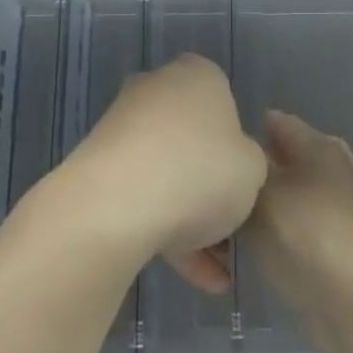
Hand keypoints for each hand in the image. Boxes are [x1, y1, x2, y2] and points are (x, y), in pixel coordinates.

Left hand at [54, 54, 266, 292]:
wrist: (117, 205)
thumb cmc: (201, 171)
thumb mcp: (254, 170)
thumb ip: (250, 163)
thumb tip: (231, 165)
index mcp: (197, 75)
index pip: (224, 97)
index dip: (238, 141)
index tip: (245, 177)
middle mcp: (156, 90)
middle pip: (192, 137)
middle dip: (210, 183)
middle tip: (231, 227)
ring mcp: (122, 127)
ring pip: (167, 172)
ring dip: (191, 218)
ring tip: (216, 272)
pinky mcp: (98, 166)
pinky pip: (142, 195)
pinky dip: (166, 231)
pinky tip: (194, 277)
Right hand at [244, 110, 352, 350]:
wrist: (349, 296)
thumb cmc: (300, 232)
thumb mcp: (259, 192)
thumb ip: (245, 169)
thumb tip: (242, 161)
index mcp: (320, 144)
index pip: (276, 122)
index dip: (245, 133)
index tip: (220, 153)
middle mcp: (337, 166)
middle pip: (286, 159)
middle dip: (256, 173)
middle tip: (223, 191)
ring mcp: (344, 205)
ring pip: (293, 194)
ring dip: (267, 205)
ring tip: (233, 222)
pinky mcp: (344, 240)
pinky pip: (302, 223)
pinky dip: (282, 230)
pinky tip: (258, 245)